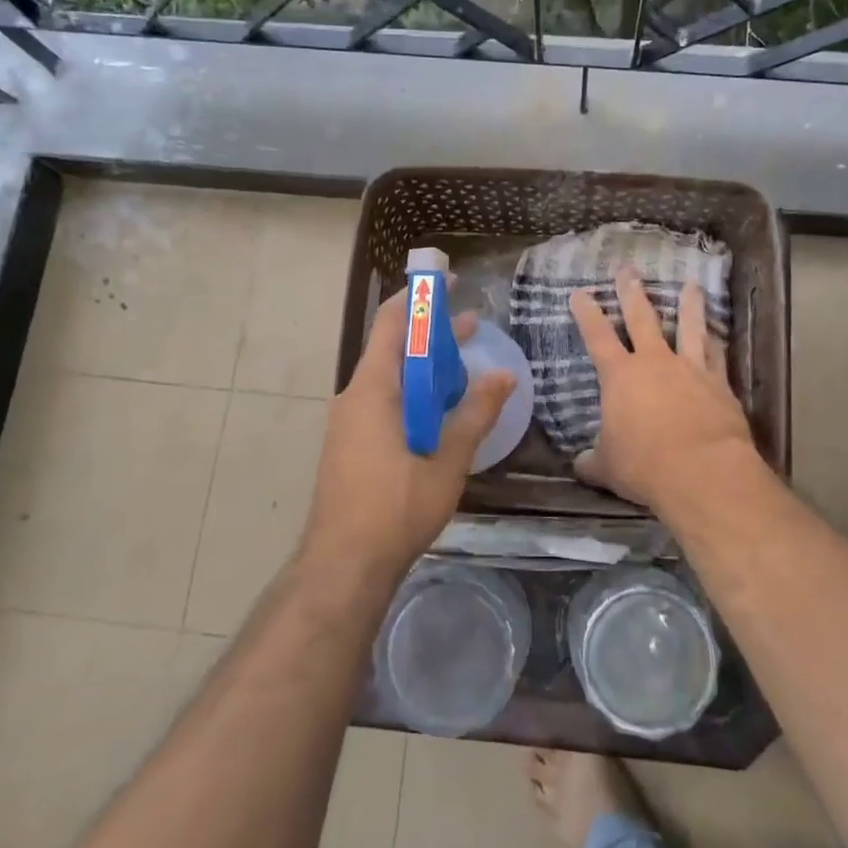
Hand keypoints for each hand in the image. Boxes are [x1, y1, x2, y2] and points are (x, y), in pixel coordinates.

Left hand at [301, 286, 514, 578]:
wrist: (343, 565)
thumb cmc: (395, 508)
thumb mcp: (447, 461)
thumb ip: (476, 415)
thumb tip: (505, 376)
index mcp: (373, 389)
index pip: (391, 322)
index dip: (419, 297)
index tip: (448, 282)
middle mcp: (355, 396)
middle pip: (392, 348)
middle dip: (431, 334)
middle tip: (473, 325)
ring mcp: (349, 421)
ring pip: (391, 378)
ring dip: (426, 367)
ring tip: (465, 366)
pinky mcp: (351, 443)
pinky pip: (385, 402)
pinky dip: (414, 394)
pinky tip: (442, 412)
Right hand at [569, 269, 755, 513]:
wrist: (702, 471)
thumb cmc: (644, 466)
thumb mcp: (608, 467)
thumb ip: (593, 461)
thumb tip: (580, 465)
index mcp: (620, 377)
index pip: (597, 337)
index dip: (587, 314)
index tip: (580, 293)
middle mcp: (655, 363)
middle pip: (642, 319)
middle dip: (632, 293)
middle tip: (628, 269)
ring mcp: (690, 369)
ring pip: (689, 327)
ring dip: (689, 305)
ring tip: (692, 284)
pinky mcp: (719, 384)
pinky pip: (718, 356)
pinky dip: (716, 342)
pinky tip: (718, 333)